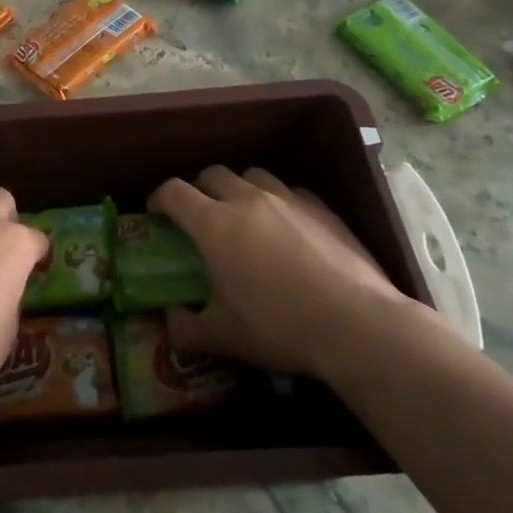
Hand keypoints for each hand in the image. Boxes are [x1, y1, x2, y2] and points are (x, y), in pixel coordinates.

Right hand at [149, 167, 429, 379]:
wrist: (356, 324)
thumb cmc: (279, 327)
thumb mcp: (222, 337)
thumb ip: (185, 328)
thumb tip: (170, 320)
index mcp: (214, 224)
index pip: (174, 192)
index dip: (158, 199)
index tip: (156, 215)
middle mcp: (248, 200)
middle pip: (212, 174)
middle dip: (198, 189)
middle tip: (198, 217)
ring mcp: (288, 199)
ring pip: (252, 175)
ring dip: (238, 189)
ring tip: (242, 215)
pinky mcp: (322, 208)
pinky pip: (289, 190)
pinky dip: (277, 201)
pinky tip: (285, 226)